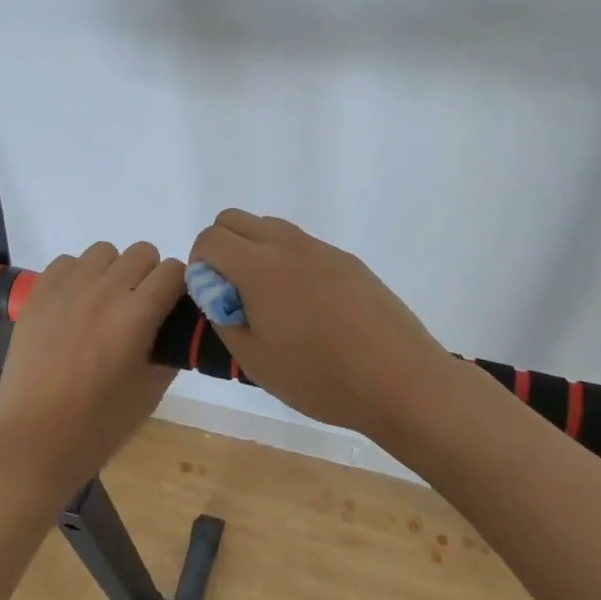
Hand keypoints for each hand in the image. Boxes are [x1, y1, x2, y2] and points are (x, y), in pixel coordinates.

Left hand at [0, 241, 182, 491]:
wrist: (35, 441)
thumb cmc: (99, 425)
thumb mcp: (152, 391)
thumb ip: (171, 348)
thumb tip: (177, 325)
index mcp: (137, 315)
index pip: (174, 271)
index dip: (179, 287)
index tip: (173, 306)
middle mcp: (104, 290)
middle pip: (142, 252)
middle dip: (149, 276)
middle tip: (140, 309)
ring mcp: (68, 288)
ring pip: (105, 251)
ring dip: (113, 271)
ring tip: (105, 304)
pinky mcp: (39, 293)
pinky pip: (67, 262)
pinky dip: (78, 275)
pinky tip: (75, 305)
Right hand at [188, 210, 455, 440]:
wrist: (401, 380)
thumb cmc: (320, 378)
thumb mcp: (255, 361)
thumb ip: (223, 317)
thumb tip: (215, 290)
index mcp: (260, 267)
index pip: (210, 238)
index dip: (200, 264)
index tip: (213, 298)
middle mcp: (289, 245)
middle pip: (236, 219)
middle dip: (222, 248)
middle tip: (234, 295)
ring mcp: (322, 249)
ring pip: (271, 228)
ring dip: (255, 252)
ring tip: (272, 303)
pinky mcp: (348, 260)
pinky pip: (303, 245)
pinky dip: (288, 261)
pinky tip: (310, 308)